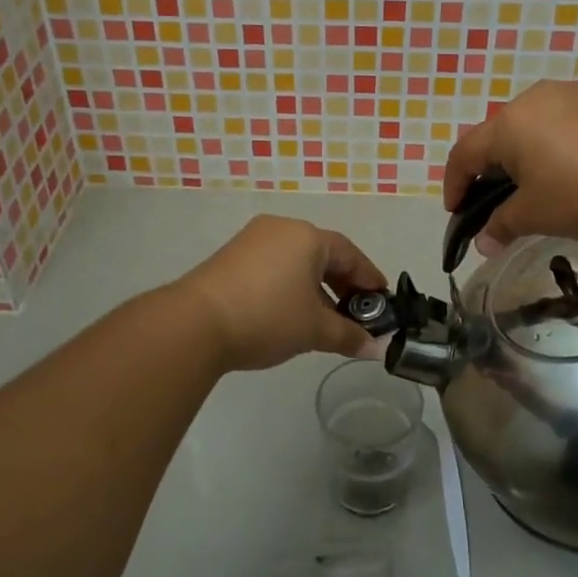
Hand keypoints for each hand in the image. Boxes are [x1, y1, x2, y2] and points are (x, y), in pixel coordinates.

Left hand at [175, 216, 389, 371]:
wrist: (195, 323)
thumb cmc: (267, 317)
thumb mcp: (314, 330)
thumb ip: (349, 335)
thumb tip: (375, 348)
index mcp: (308, 237)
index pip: (350, 254)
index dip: (369, 279)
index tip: (382, 302)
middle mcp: (281, 229)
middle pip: (323, 254)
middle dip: (343, 285)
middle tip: (356, 314)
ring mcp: (252, 240)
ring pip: (296, 261)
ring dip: (316, 288)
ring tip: (325, 320)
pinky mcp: (231, 257)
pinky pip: (273, 266)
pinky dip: (290, 286)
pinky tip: (291, 314)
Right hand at [441, 80, 577, 247]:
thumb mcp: (537, 216)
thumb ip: (502, 226)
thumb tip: (483, 242)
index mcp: (511, 123)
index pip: (465, 153)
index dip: (454, 184)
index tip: (456, 213)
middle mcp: (540, 96)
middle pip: (502, 133)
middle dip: (495, 169)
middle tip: (504, 200)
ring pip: (541, 123)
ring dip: (534, 153)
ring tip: (550, 184)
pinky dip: (571, 143)